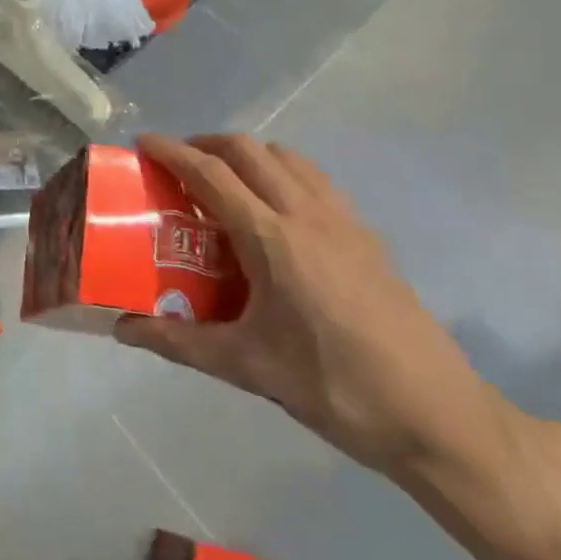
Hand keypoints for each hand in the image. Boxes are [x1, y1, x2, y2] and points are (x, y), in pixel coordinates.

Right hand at [115, 133, 501, 478]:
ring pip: (286, 157)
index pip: (212, 174)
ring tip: (224, 184)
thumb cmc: (335, 387)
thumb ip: (179, 342)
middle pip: (249, 150)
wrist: (438, 416)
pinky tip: (276, 214)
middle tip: (178, 166)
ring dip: (247, 155)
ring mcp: (343, 220)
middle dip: (207, 144)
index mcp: (273, 238)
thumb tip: (123, 329)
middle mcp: (307, 213)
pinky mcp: (367, 235)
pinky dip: (282, 173)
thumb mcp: (248, 366)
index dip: (173, 151)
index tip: (143, 143)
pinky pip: (314, 179)